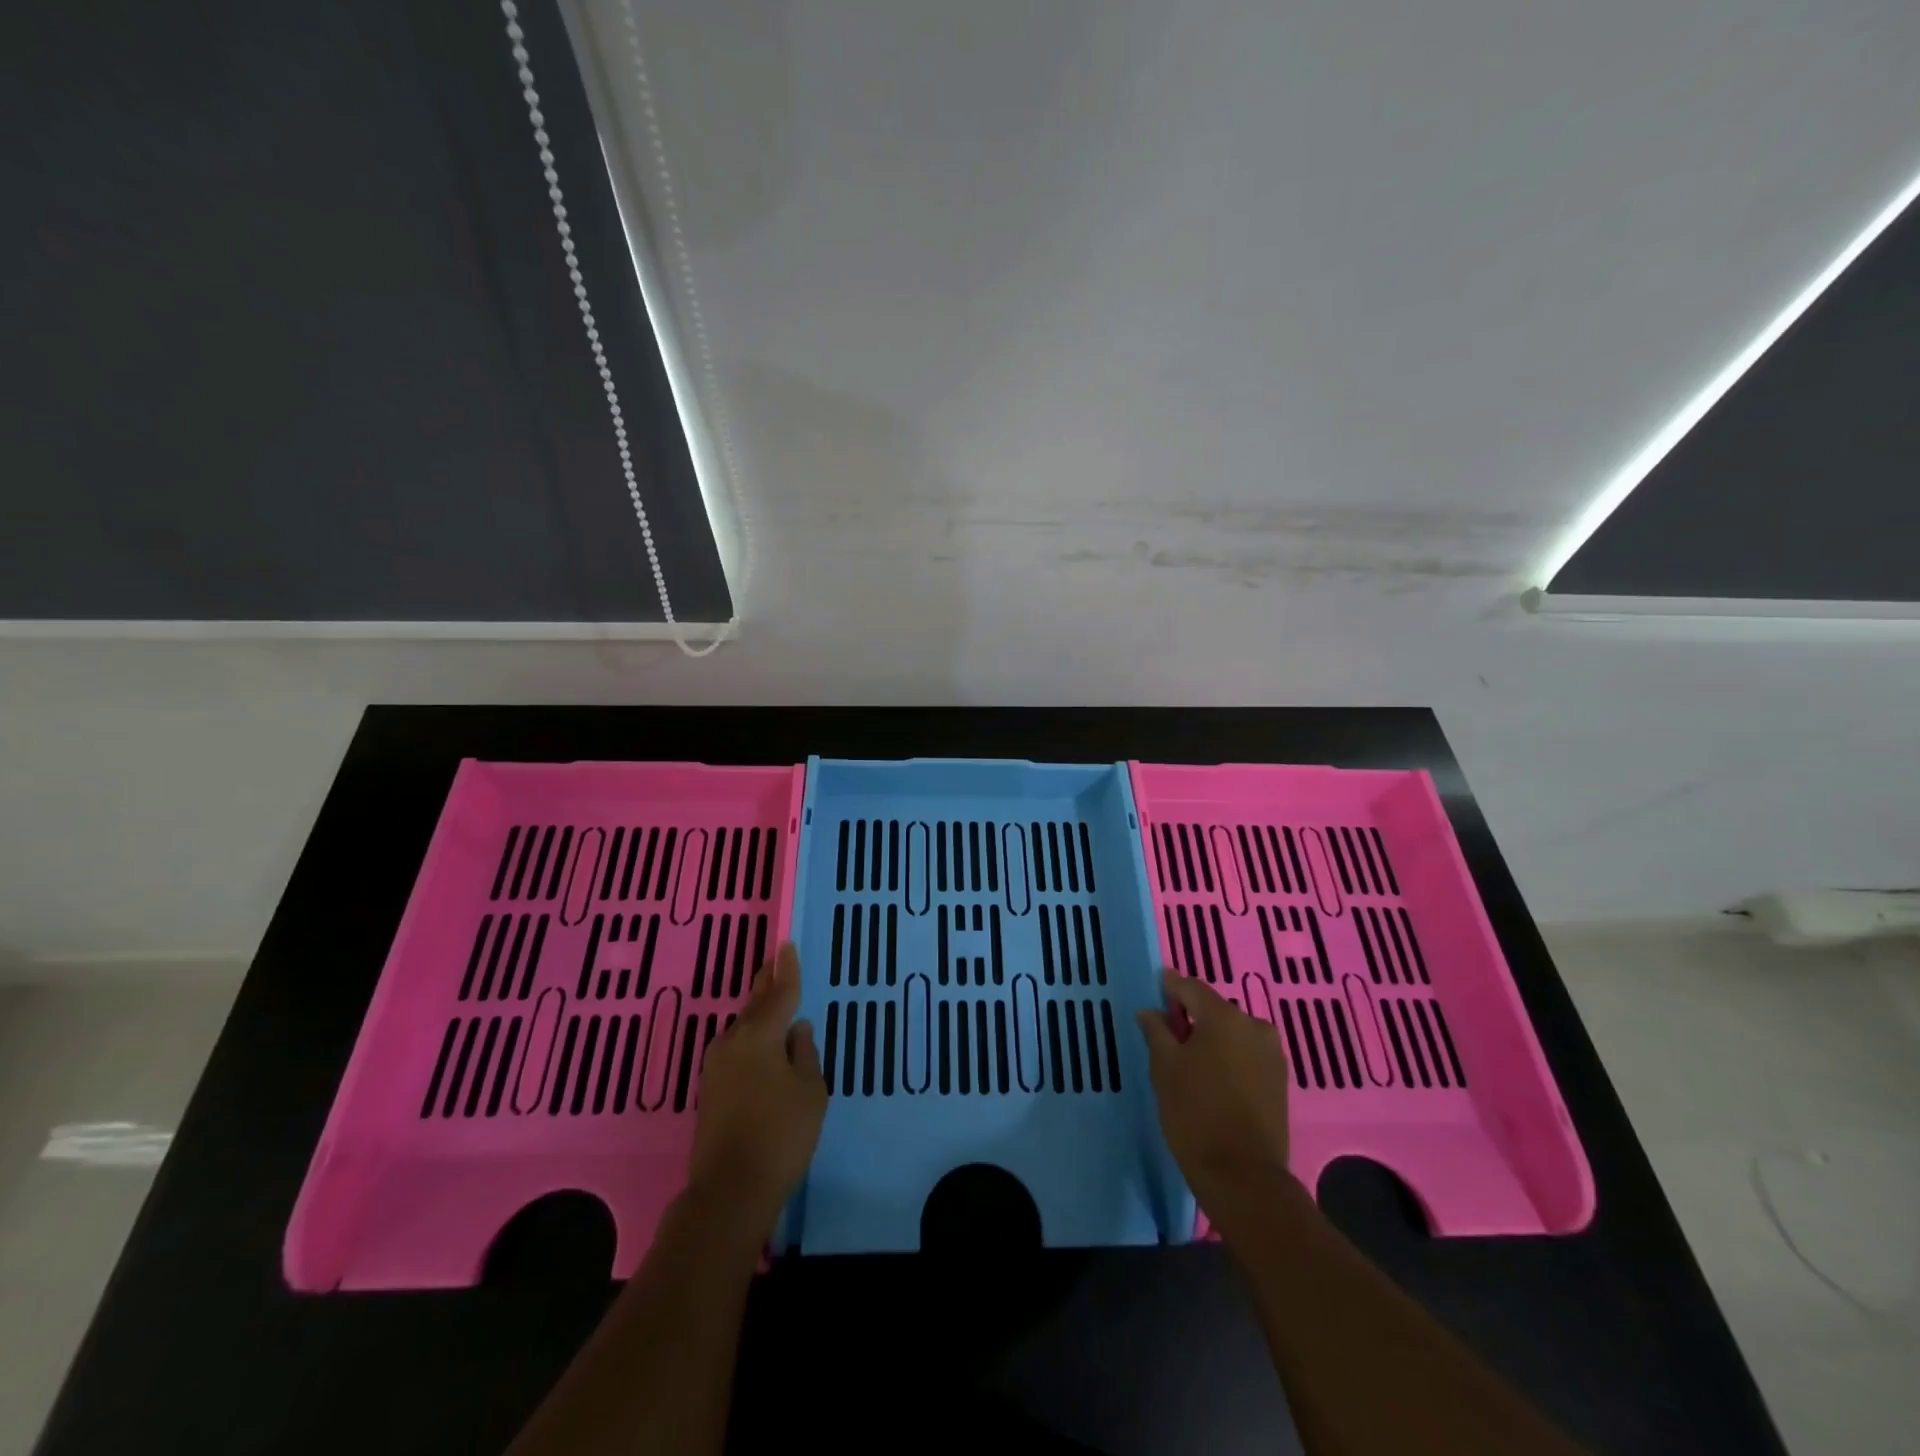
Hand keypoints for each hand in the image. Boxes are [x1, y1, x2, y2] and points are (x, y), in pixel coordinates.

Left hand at [687, 943, 826, 1229]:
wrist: (730, 1190)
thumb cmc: (781, 1135)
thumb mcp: (810, 1092)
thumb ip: (805, 1054)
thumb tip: (798, 1030)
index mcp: (760, 1036)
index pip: (779, 994)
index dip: (787, 970)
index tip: (786, 946)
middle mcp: (733, 1042)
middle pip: (755, 1006)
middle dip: (767, 984)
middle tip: (775, 961)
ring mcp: (717, 1066)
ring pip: (744, 1029)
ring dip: (759, 1013)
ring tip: (773, 999)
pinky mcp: (711, 1089)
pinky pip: (737, 1049)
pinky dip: (753, 1038)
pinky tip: (763, 1044)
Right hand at [1137, 969, 1296, 1224]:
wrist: (1243, 1176)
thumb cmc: (1195, 1113)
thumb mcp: (1164, 1067)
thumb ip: (1156, 1031)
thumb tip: (1150, 1012)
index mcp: (1224, 1016)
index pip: (1190, 987)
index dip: (1169, 987)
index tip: (1154, 991)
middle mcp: (1254, 1026)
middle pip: (1214, 1010)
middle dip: (1191, 1017)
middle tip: (1167, 1034)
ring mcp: (1272, 1054)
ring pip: (1232, 1034)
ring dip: (1211, 1039)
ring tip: (1189, 1060)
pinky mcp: (1280, 1081)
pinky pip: (1246, 1055)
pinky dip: (1228, 1058)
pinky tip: (1212, 1078)